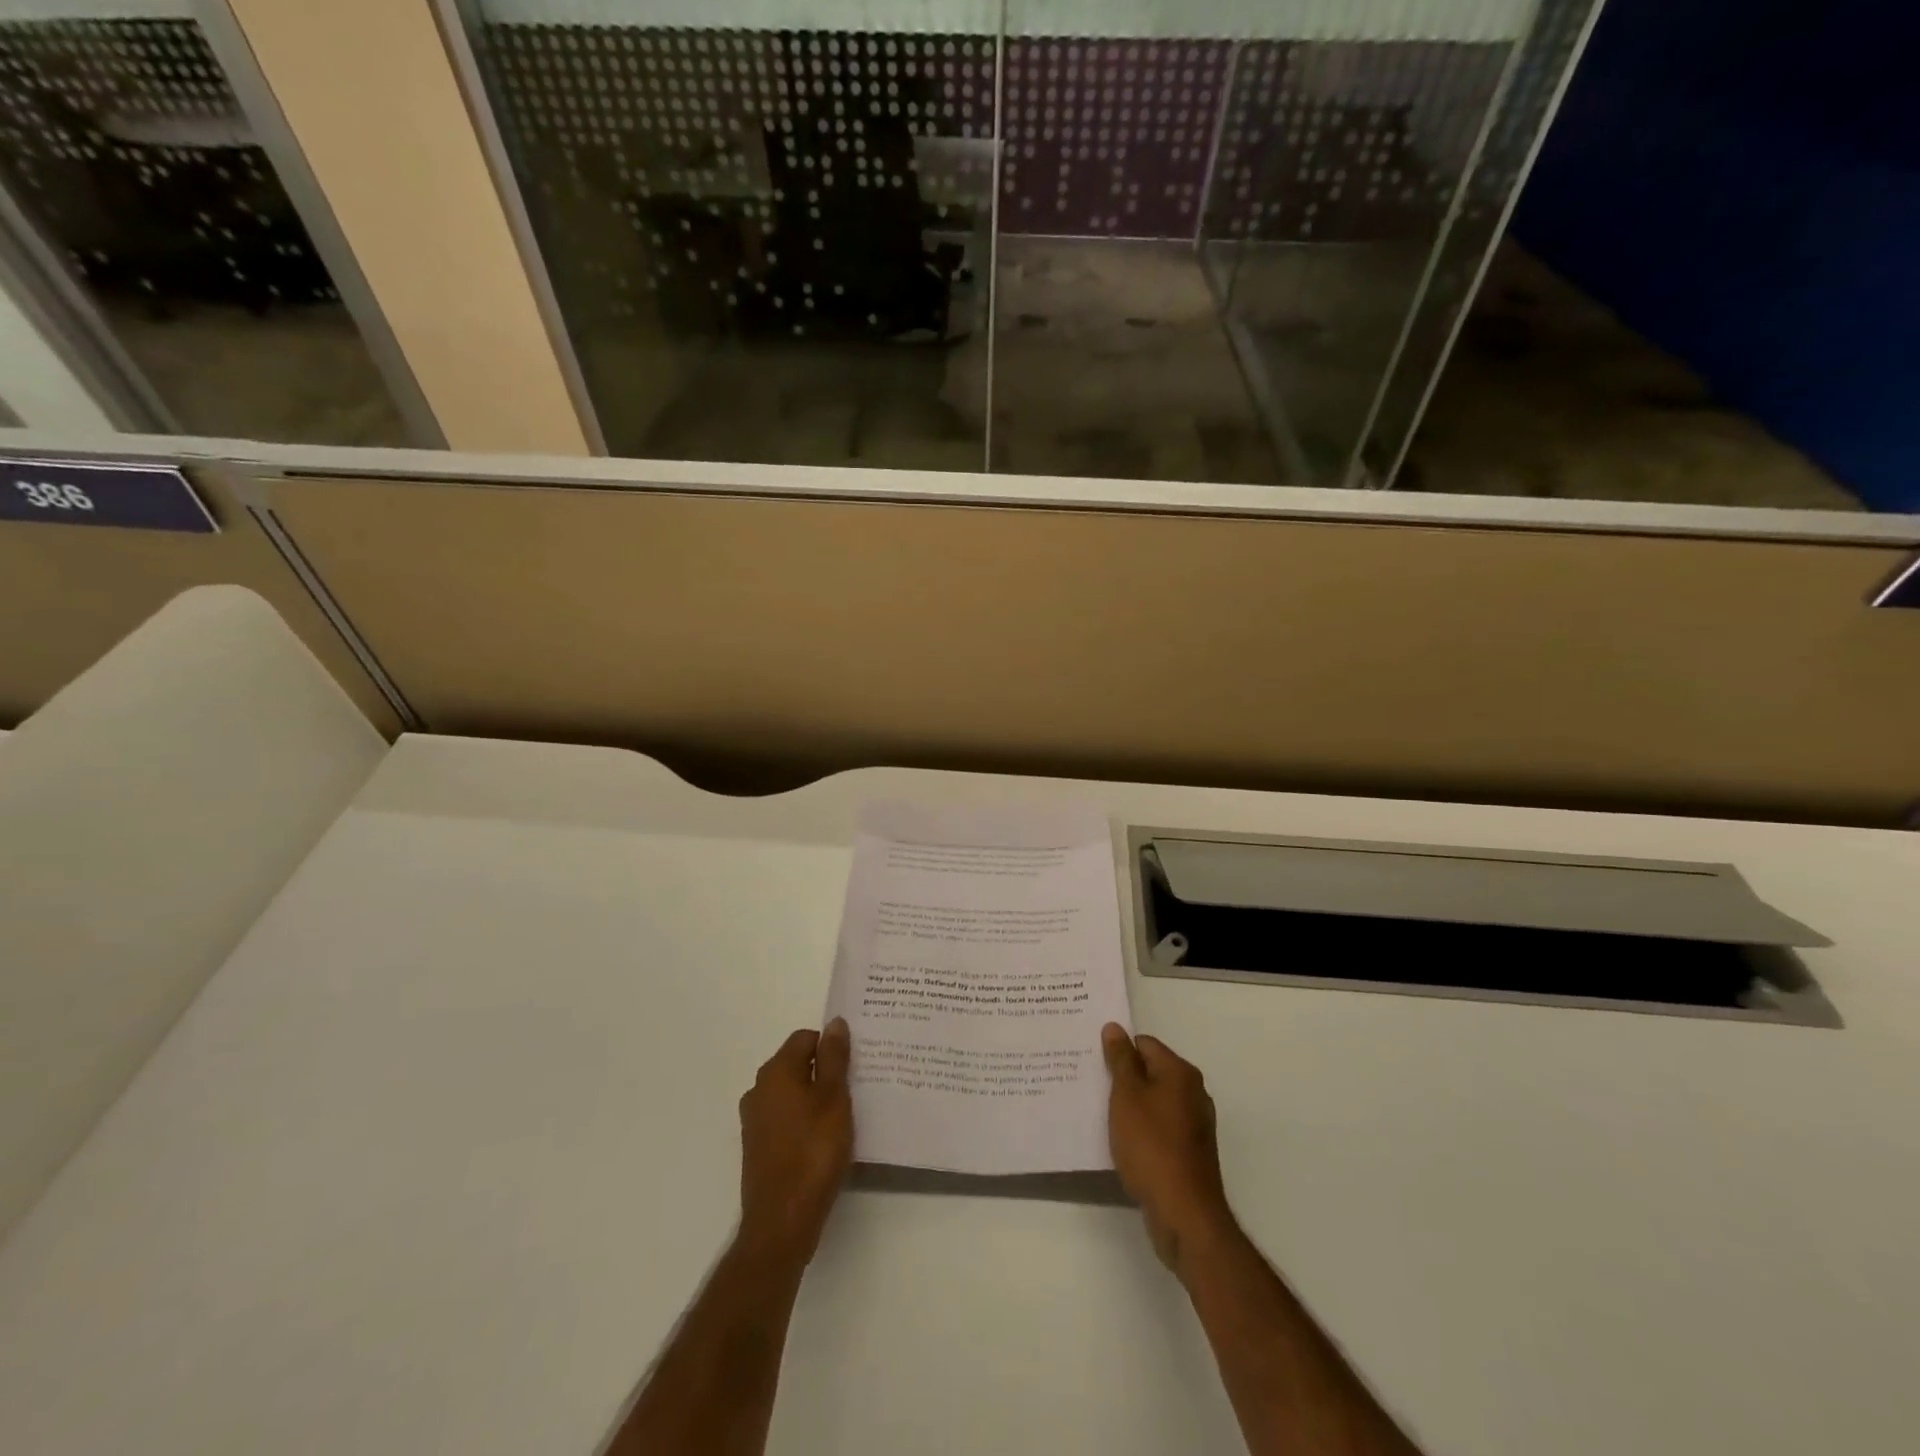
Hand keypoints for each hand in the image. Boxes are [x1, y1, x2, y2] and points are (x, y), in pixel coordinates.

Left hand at [737, 1020, 854, 1267]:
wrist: (782, 1222)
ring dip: (814, 1096)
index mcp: (776, 1072)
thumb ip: (834, 1058)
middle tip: (854, 1087)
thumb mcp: (834, 1099)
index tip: (855, 1063)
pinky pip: (785, 1117)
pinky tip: (823, 1139)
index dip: (831, 1045)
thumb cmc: (813, 1152)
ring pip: (791, 1092)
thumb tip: (835, 1023)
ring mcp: (755, 1120)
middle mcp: (759, 1089)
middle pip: (797, 1064)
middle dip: (824, 1070)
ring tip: (843, 1115)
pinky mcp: (758, 1146)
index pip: (805, 1038)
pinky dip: (804, 1119)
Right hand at [1103, 1023, 1234, 1274]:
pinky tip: (1120, 1141)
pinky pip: (1159, 1127)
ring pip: (1153, 1101)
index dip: (1117, 1050)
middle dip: (1122, 1077)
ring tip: (1099, 1113)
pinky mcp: (1189, 1152)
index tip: (1092, 1061)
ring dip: (1129, 1106)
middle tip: (1090, 1083)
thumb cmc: (1152, 1146)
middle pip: (1150, 1072)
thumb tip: (1115, 1028)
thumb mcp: (1127, 1096)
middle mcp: (1192, 1093)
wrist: (1184, 1214)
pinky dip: (1140, 1129)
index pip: (1144, 1044)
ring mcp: (1193, 1124)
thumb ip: (1120, 1060)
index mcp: (1180, 1073)